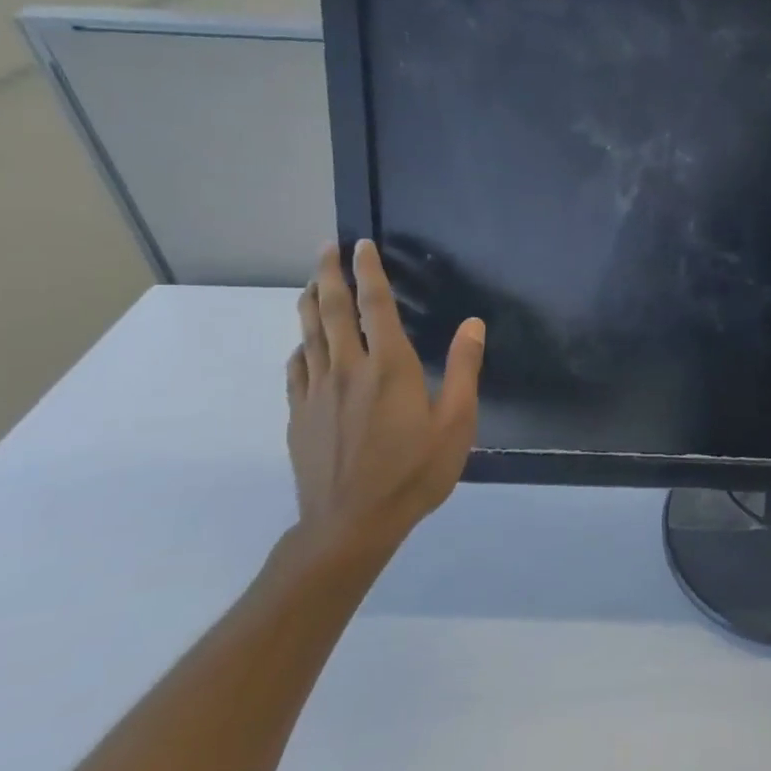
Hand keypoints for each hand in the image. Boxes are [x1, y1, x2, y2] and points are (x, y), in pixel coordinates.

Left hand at [285, 240, 484, 567]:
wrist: (350, 524)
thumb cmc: (414, 472)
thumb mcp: (457, 423)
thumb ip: (464, 369)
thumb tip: (474, 324)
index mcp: (389, 368)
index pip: (376, 306)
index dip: (370, 272)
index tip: (362, 246)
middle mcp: (347, 369)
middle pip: (333, 311)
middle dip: (330, 275)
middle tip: (327, 248)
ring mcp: (316, 392)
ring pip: (308, 334)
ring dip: (311, 302)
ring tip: (313, 283)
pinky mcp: (298, 414)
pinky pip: (296, 367)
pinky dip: (301, 345)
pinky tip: (304, 344)